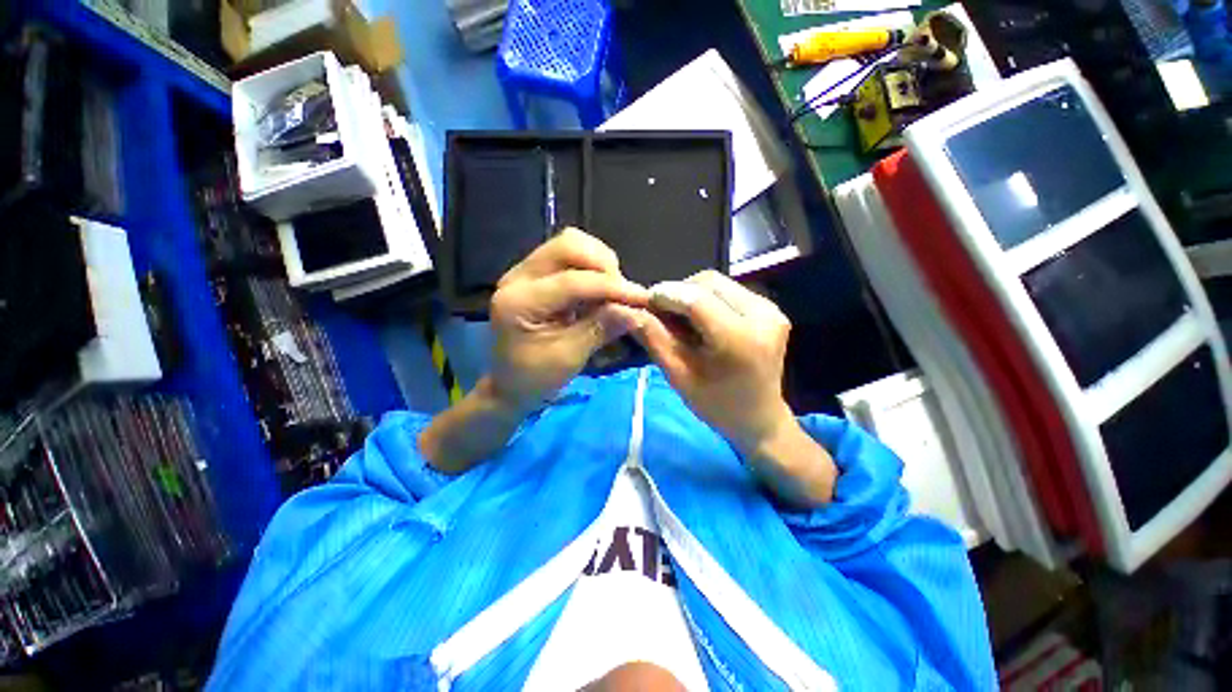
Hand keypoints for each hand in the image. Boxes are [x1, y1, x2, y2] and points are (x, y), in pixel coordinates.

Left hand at [489, 229, 648, 413]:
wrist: (511, 382)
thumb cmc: (536, 377)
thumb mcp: (569, 357)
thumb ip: (601, 329)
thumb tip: (636, 311)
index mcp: (519, 301)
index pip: (572, 281)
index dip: (611, 287)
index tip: (643, 298)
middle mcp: (518, 276)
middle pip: (568, 245)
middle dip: (604, 265)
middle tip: (622, 293)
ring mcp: (526, 271)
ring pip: (571, 244)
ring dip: (600, 263)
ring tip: (612, 292)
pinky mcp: (538, 273)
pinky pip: (571, 256)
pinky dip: (593, 268)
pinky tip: (600, 290)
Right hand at [635, 271, 793, 457]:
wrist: (759, 417)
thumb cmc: (716, 404)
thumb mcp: (678, 375)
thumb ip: (653, 337)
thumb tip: (624, 309)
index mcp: (739, 339)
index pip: (695, 299)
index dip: (665, 295)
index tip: (644, 303)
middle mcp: (762, 316)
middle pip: (707, 282)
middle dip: (678, 292)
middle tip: (661, 314)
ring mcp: (771, 309)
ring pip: (717, 282)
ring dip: (691, 293)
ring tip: (680, 318)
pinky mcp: (771, 308)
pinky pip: (729, 290)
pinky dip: (707, 298)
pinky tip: (700, 319)